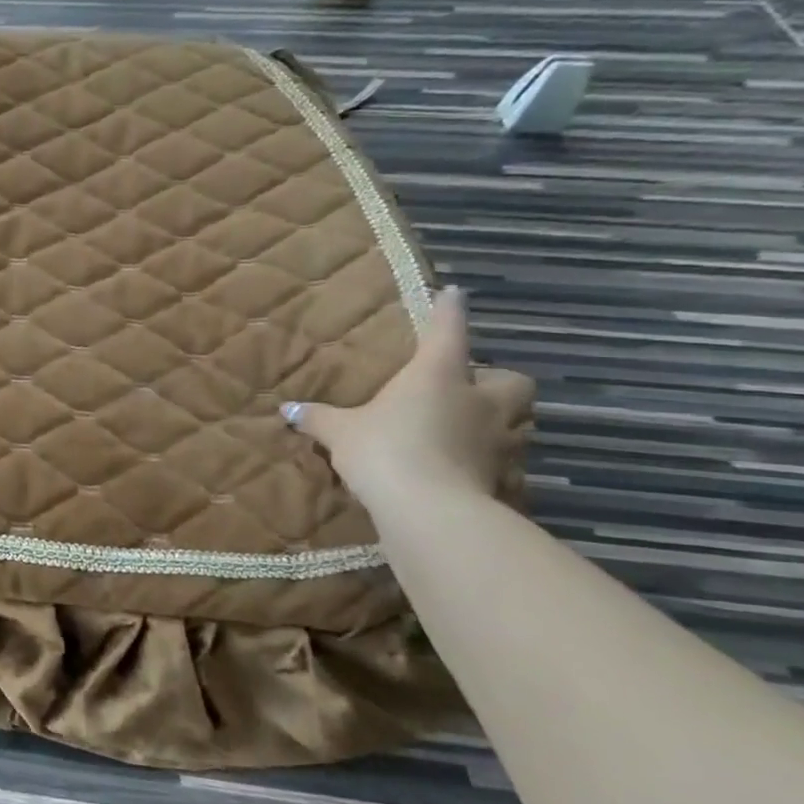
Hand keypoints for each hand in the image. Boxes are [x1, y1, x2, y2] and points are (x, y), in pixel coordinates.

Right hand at [283, 288, 528, 516]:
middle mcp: (478, 401)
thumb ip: (318, 418)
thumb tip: (287, 409)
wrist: (429, 510)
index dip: (449, 311)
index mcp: (438, 376)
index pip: (448, 332)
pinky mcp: (504, 478)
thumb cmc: (384, 450)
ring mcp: (498, 441)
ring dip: (497, 422)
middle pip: (511, 381)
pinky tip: (465, 471)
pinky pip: (505, 463)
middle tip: (470, 388)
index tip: (454, 293)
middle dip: (495, 381)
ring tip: (467, 430)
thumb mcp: (340, 432)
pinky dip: (490, 463)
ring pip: (516, 422)